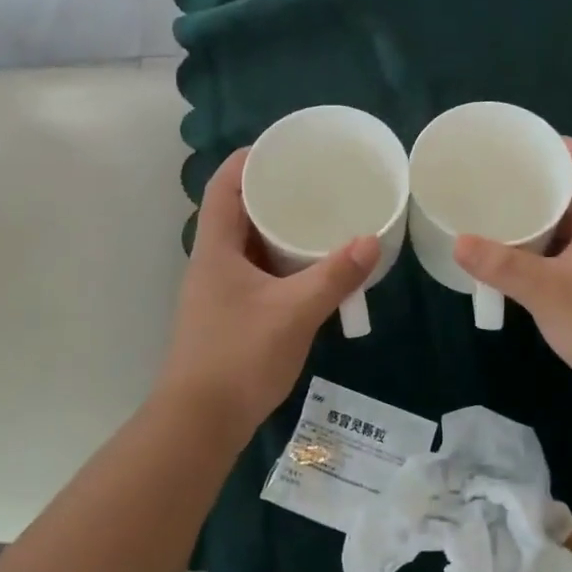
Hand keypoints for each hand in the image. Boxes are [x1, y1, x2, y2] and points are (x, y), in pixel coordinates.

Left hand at [156, 149, 380, 442]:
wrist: (199, 423)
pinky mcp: (229, 314)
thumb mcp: (294, 313)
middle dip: (273, 192)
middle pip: (238, 210)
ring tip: (320, 218)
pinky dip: (281, 262)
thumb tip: (372, 239)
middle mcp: (212, 261)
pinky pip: (256, 272)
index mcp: (216, 248)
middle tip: (315, 182)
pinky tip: (310, 269)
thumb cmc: (239, 357)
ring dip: (279, 230)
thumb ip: (334, 276)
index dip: (249, 159)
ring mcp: (218, 290)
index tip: (285, 148)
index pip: (224, 185)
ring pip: (249, 244)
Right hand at [454, 139, 571, 423]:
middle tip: (499, 178)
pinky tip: (509, 263)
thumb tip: (458, 241)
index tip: (530, 143)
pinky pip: (561, 260)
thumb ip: (504, 266)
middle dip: (542, 182)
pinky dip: (537, 254)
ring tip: (496, 213)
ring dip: (538, 220)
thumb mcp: (550, 290)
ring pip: (567, 231)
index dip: (567, 148)